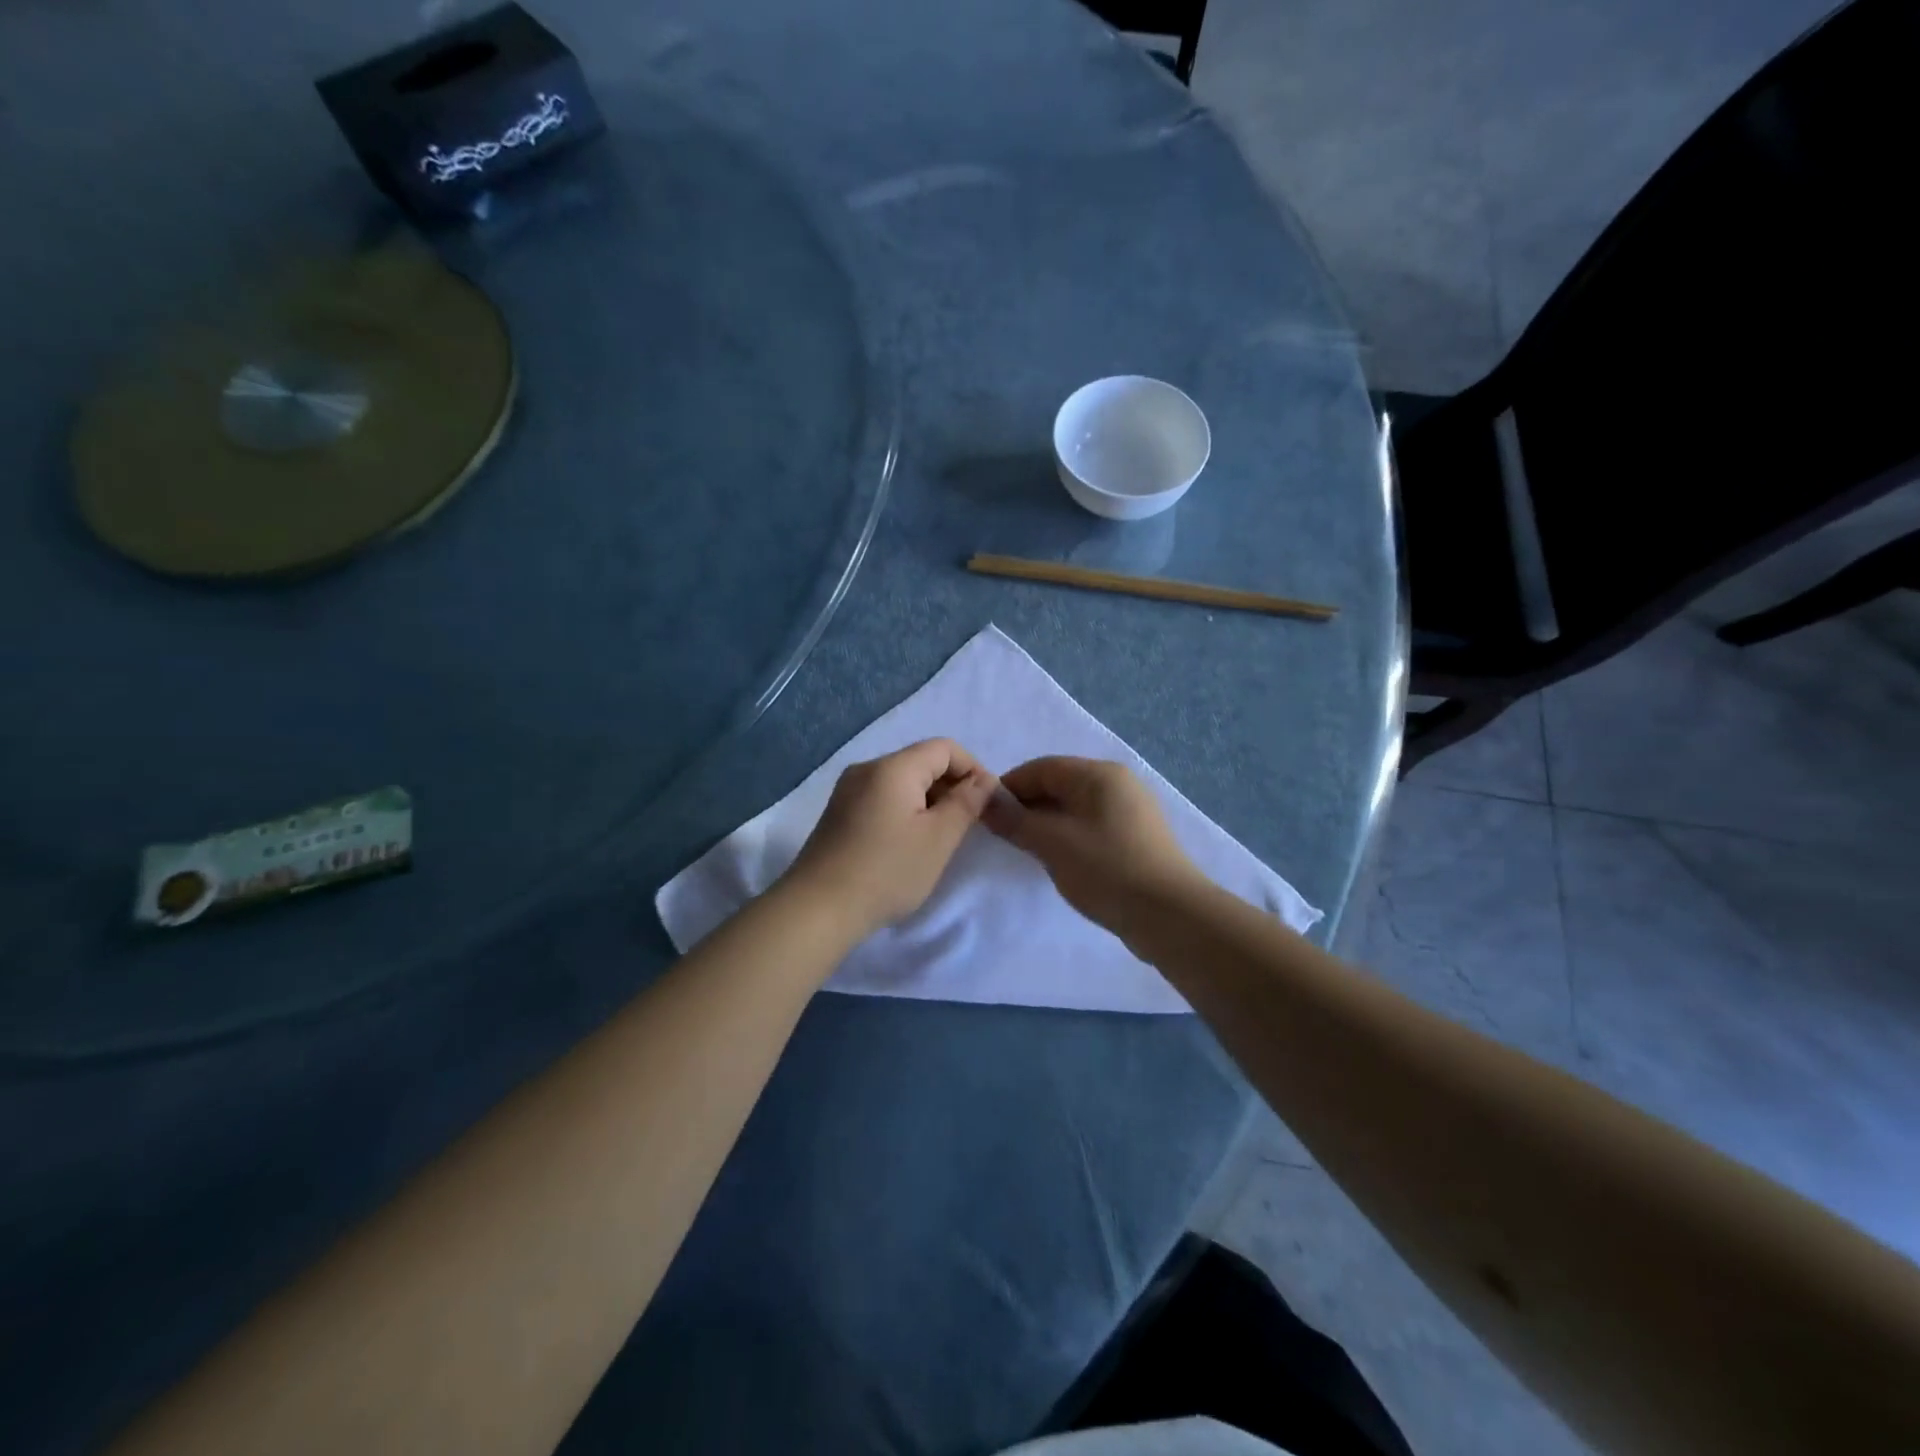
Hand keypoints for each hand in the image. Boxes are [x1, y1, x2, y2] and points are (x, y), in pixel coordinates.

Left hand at [782, 738, 997, 940]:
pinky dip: (905, 811)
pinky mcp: (838, 813)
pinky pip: (882, 798)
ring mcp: (847, 791)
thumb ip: (966, 803)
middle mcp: (867, 768)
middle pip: (921, 762)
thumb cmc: (887, 871)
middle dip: (951, 786)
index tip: (987, 804)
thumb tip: (984, 780)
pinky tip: (908, 844)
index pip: (944, 748)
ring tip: (940, 838)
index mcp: (893, 767)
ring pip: (901, 782)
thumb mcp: (938, 839)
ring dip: (929, 801)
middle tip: (968, 825)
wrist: (817, 909)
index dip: (973, 769)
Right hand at [983, 756, 1207, 934]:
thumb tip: (986, 801)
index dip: (1009, 787)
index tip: (985, 814)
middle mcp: (1118, 784)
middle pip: (1059, 784)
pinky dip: (1069, 837)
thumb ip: (1016, 820)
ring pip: (1075, 808)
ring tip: (1027, 850)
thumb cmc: (1107, 870)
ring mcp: (1131, 811)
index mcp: (1099, 774)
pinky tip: (1060, 861)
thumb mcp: (1053, 843)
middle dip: (1027, 806)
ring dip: (1047, 824)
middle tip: (1003, 835)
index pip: (1042, 767)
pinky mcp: (1137, 838)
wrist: (1170, 916)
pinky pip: (1092, 826)